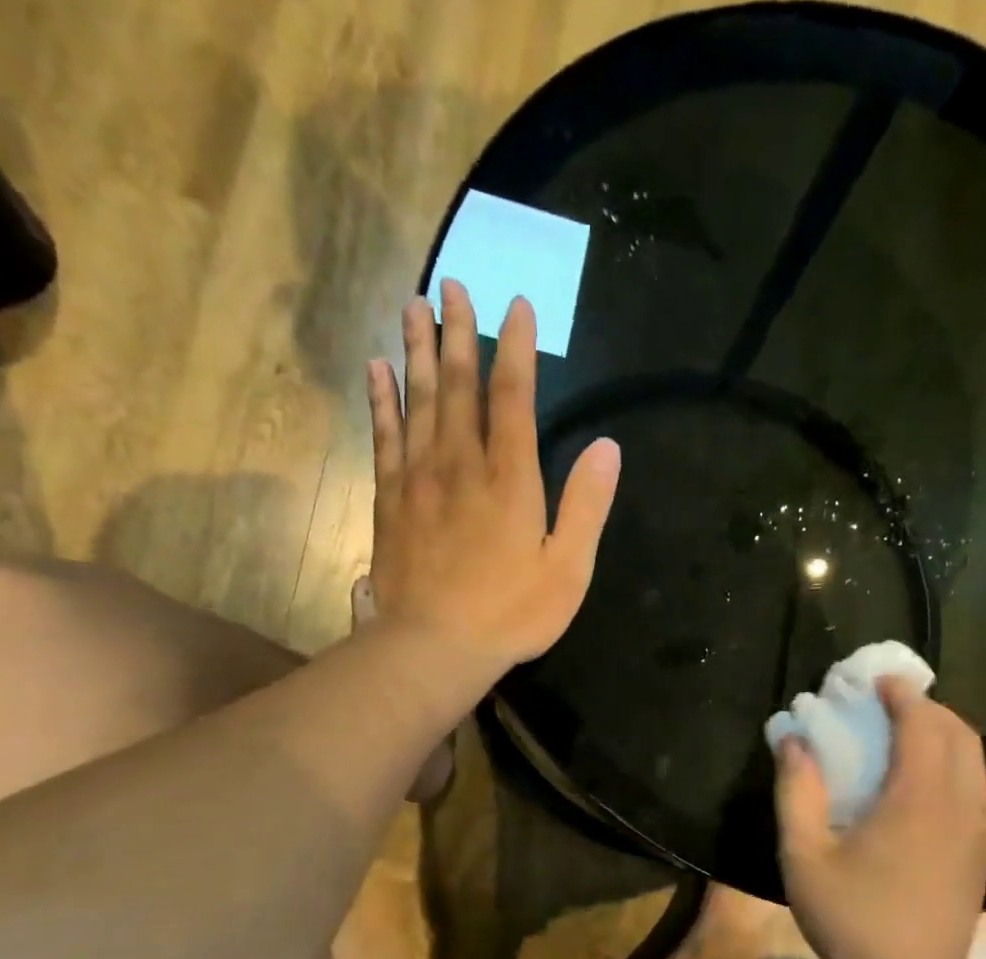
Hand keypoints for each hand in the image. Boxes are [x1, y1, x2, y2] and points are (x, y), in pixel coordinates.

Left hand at [365, 279, 620, 673]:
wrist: (434, 646)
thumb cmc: (510, 613)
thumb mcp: (567, 569)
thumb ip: (586, 506)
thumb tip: (608, 447)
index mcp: (510, 479)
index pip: (513, 397)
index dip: (516, 349)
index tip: (516, 306)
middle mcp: (461, 464)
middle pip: (458, 386)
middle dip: (458, 333)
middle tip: (452, 284)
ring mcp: (419, 479)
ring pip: (418, 401)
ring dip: (416, 351)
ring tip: (413, 306)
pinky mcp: (389, 500)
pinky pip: (384, 436)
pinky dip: (381, 400)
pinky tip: (377, 370)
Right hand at [775, 679, 985, 958]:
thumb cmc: (852, 921)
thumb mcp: (805, 856)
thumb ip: (797, 792)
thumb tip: (794, 742)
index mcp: (919, 798)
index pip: (923, 723)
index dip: (902, 694)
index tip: (875, 681)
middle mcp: (961, 804)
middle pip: (959, 733)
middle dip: (926, 708)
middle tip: (886, 706)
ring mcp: (980, 830)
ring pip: (974, 759)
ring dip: (942, 735)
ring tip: (902, 737)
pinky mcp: (983, 852)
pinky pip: (976, 786)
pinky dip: (952, 764)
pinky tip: (918, 784)